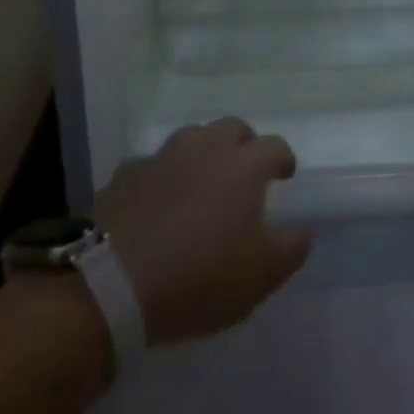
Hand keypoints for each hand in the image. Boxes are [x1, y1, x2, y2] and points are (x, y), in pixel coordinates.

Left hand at [92, 117, 311, 345]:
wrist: (110, 284)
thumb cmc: (198, 277)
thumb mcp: (260, 277)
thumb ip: (290, 249)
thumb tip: (303, 231)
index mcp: (243, 165)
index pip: (274, 146)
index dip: (283, 159)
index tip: (284, 176)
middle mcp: (205, 148)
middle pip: (232, 128)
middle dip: (243, 144)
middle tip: (243, 172)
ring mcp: (162, 157)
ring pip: (191, 138)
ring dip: (202, 153)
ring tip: (201, 181)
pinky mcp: (125, 174)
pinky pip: (152, 164)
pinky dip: (162, 175)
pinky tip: (158, 199)